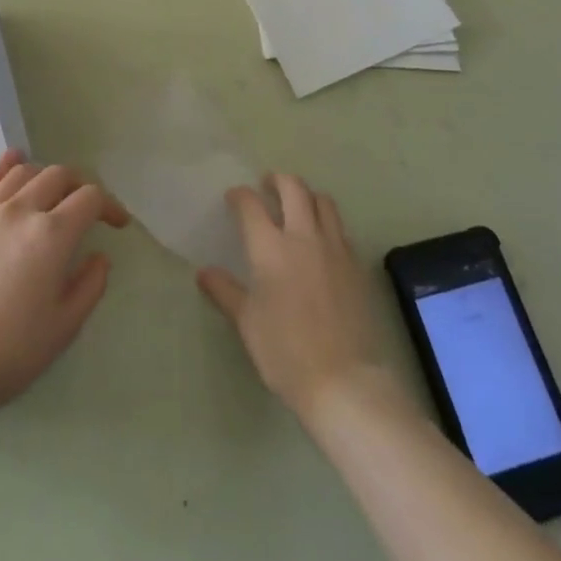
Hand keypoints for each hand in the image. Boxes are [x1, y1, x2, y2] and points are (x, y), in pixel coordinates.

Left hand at [0, 151, 128, 424]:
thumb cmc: (10, 351)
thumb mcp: (65, 327)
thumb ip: (90, 285)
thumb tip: (98, 257)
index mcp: (52, 234)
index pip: (90, 198)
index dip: (110, 206)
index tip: (117, 224)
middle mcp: (22, 210)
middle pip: (59, 176)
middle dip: (81, 186)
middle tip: (87, 209)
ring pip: (24, 172)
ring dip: (47, 176)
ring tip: (53, 194)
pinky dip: (7, 165)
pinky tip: (15, 162)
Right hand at [197, 175, 396, 423]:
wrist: (344, 381)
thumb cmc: (285, 351)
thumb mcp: (247, 322)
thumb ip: (225, 291)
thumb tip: (204, 272)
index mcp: (270, 247)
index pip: (251, 205)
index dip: (240, 196)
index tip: (233, 198)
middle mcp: (303, 237)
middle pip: (293, 188)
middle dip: (278, 180)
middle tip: (267, 186)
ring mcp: (335, 248)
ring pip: (323, 202)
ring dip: (307, 195)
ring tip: (297, 206)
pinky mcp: (356, 265)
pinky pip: (340, 229)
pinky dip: (327, 222)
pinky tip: (321, 240)